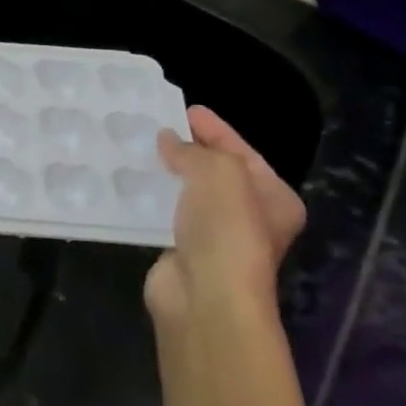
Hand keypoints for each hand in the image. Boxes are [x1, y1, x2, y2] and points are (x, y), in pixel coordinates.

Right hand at [143, 105, 305, 323]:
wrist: (205, 296)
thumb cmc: (226, 228)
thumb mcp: (219, 172)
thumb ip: (193, 150)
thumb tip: (167, 140)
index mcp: (275, 198)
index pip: (242, 151)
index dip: (215, 129)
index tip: (185, 109)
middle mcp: (251, 218)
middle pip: (216, 172)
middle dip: (188, 150)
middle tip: (157, 127)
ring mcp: (216, 237)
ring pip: (188, 194)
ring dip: (166, 174)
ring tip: (138, 149)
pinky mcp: (183, 251)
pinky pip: (166, 214)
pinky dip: (151, 199)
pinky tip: (130, 183)